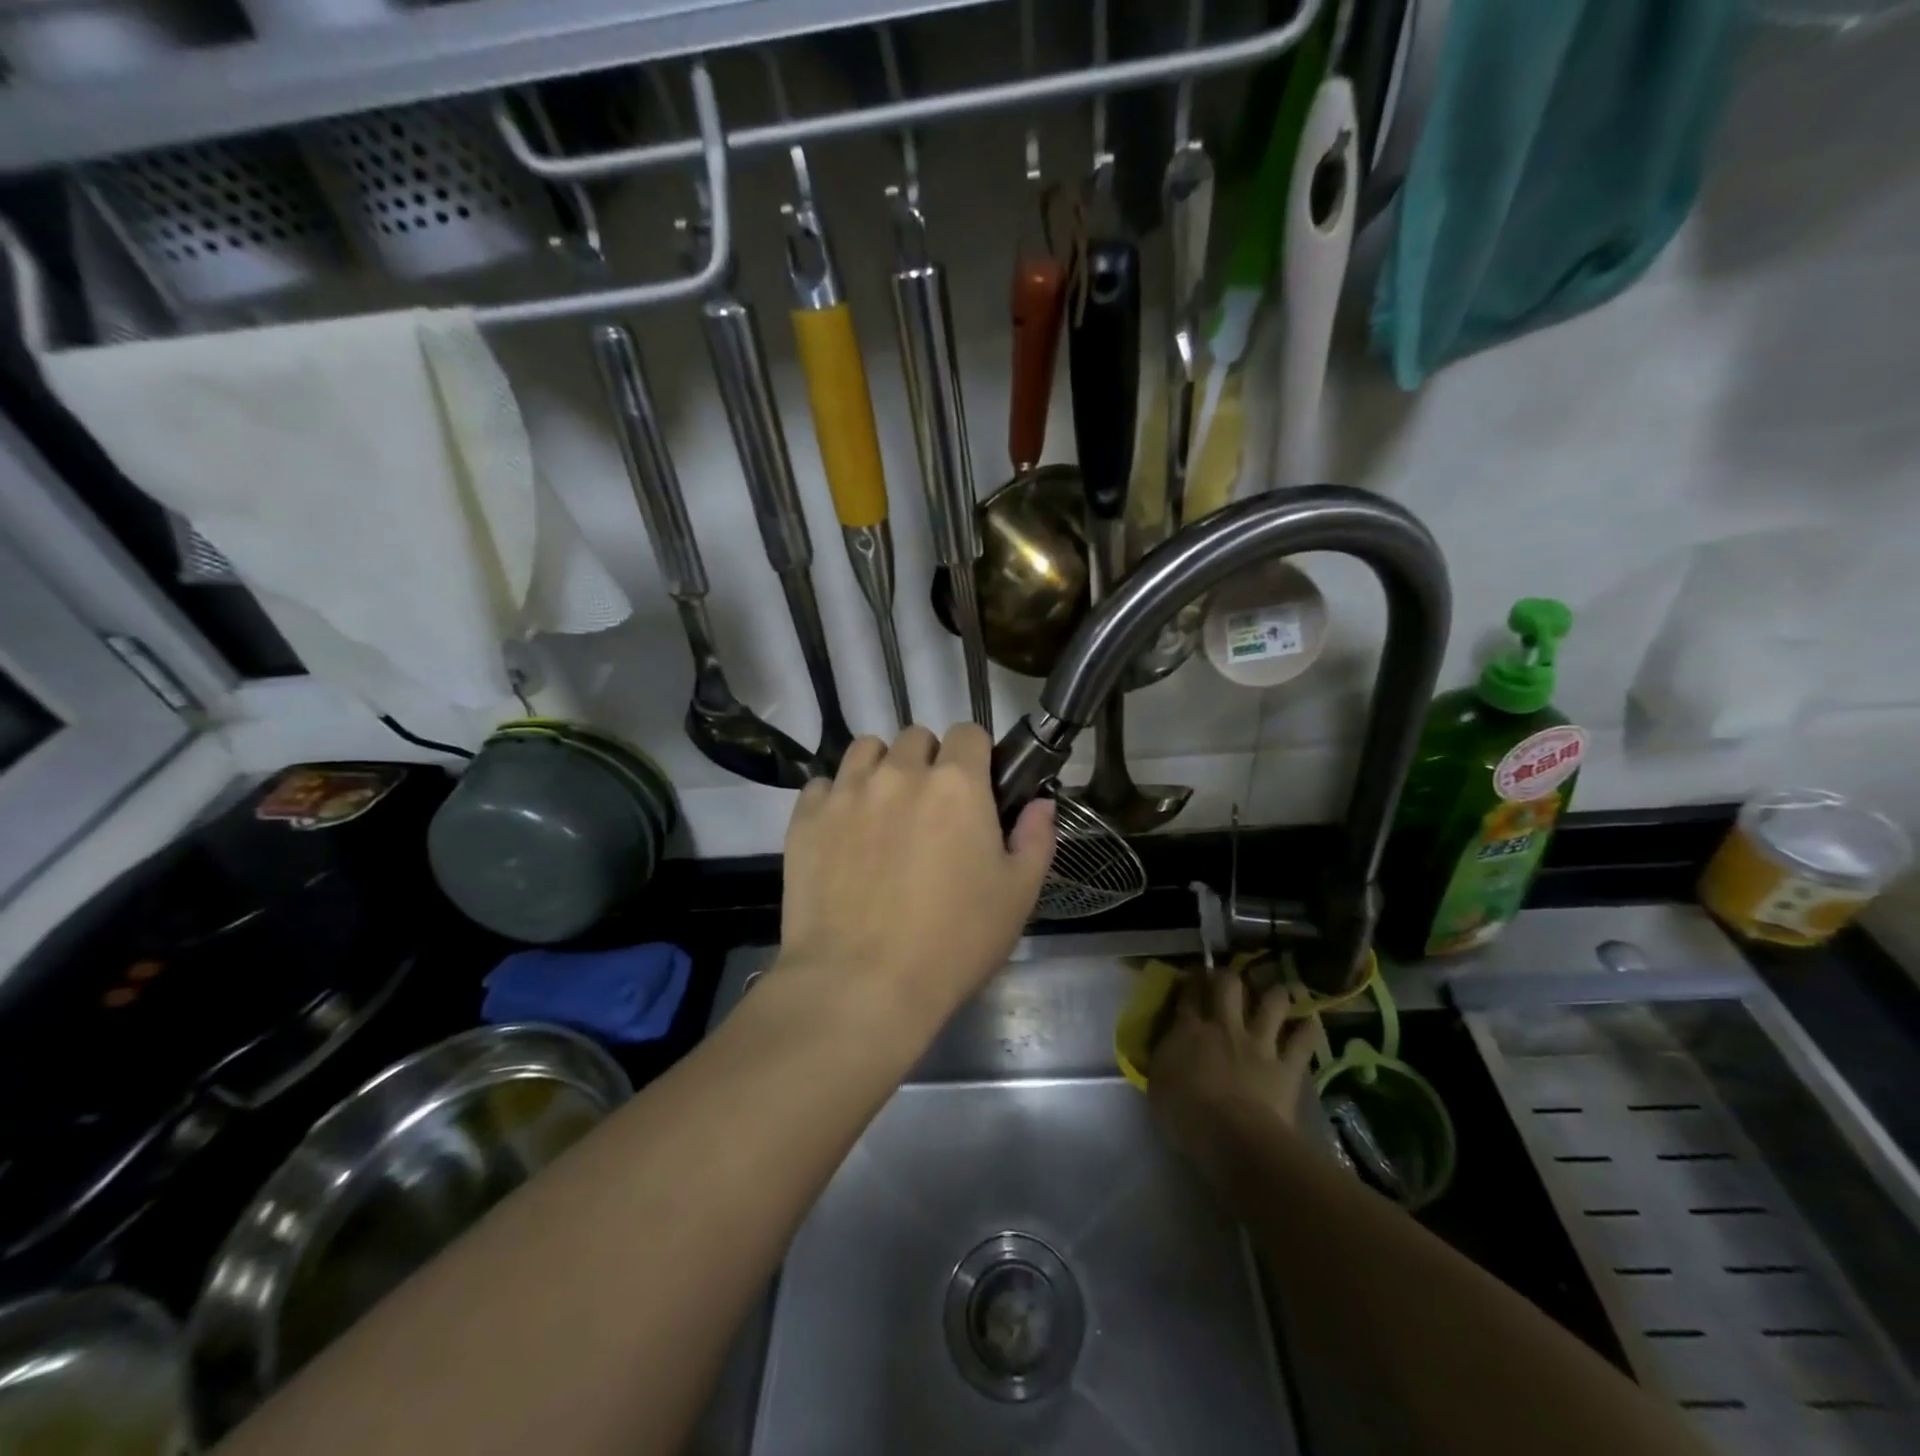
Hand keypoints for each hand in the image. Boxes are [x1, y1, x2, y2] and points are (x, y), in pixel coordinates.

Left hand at [778, 725, 1055, 1033]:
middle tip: (931, 809)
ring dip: (881, 768)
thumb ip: (1036, 838)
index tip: (976, 786)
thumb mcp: (1018, 896)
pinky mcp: (805, 818)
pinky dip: (836, 799)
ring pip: (865, 750)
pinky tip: (843, 835)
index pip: (969, 732)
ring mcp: (847, 792)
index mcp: (957, 784)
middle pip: (916, 737)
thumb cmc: (953, 942)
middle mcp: (900, 773)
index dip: (976, 755)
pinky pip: (823, 785)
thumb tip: (1040, 803)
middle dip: (928, 761)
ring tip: (884, 810)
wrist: (861, 985)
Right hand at [1150, 968, 1316, 1192]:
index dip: (1191, 980)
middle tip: (1228, 979)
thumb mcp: (1159, 1085)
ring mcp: (1258, 1043)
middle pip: (1228, 985)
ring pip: (1272, 1003)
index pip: (1188, 994)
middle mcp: (1224, 1027)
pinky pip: (1303, 1041)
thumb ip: (1165, 1059)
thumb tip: (1169, 1047)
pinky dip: (1308, 1030)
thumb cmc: (1185, 1116)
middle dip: (1228, 977)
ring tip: (1277, 991)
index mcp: (1188, 1031)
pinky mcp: (1286, 1065)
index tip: (1193, 974)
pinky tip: (1311, 1023)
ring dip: (1275, 995)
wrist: (1234, 1137)